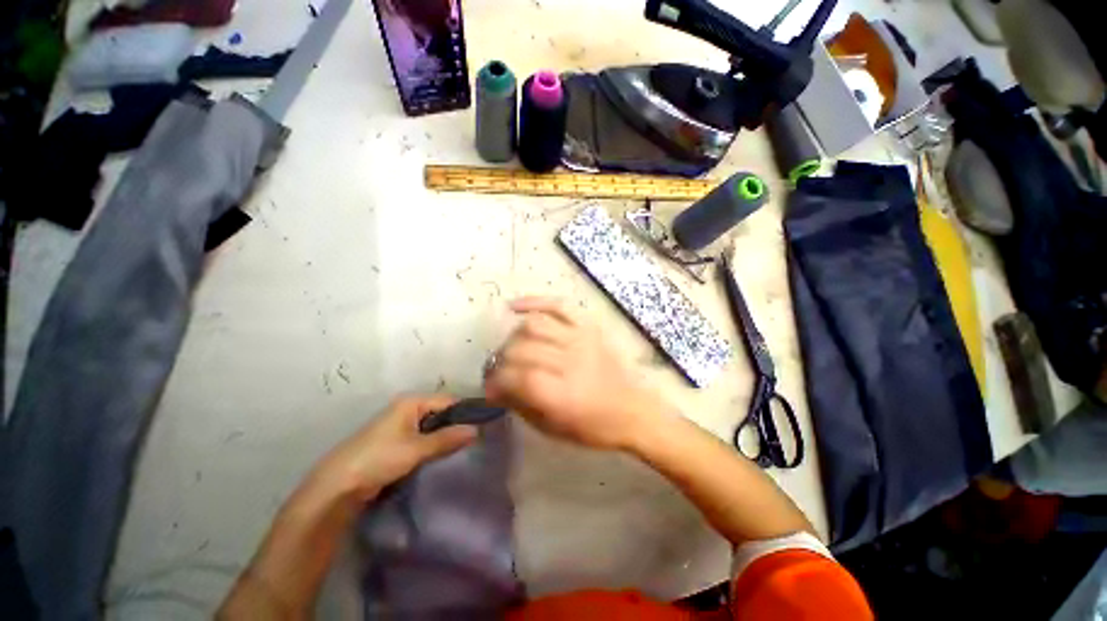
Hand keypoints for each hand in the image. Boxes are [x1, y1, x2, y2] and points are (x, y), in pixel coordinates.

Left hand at [313, 394, 476, 501]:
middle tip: (476, 438)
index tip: (484, 423)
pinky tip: (445, 454)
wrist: (338, 486)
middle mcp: (407, 409)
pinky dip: (434, 445)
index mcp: (412, 402)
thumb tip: (476, 430)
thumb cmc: (379, 458)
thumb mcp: (416, 449)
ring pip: (433, 427)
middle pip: (441, 412)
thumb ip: (447, 439)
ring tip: (465, 446)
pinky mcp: (396, 442)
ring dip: (446, 436)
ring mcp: (401, 426)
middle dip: (457, 424)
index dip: (466, 411)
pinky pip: (423, 438)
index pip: (448, 400)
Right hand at [484, 297, 669, 450]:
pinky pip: (558, 305)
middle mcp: (569, 361)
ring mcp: (580, 338)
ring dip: (514, 337)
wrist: (632, 409)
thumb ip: (522, 405)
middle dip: (501, 361)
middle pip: (521, 349)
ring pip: (534, 325)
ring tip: (512, 349)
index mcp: (561, 394)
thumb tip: (497, 388)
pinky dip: (534, 302)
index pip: (515, 377)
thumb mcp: (553, 428)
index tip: (491, 388)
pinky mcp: (588, 326)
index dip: (495, 381)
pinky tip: (514, 307)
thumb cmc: (593, 426)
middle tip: (500, 371)